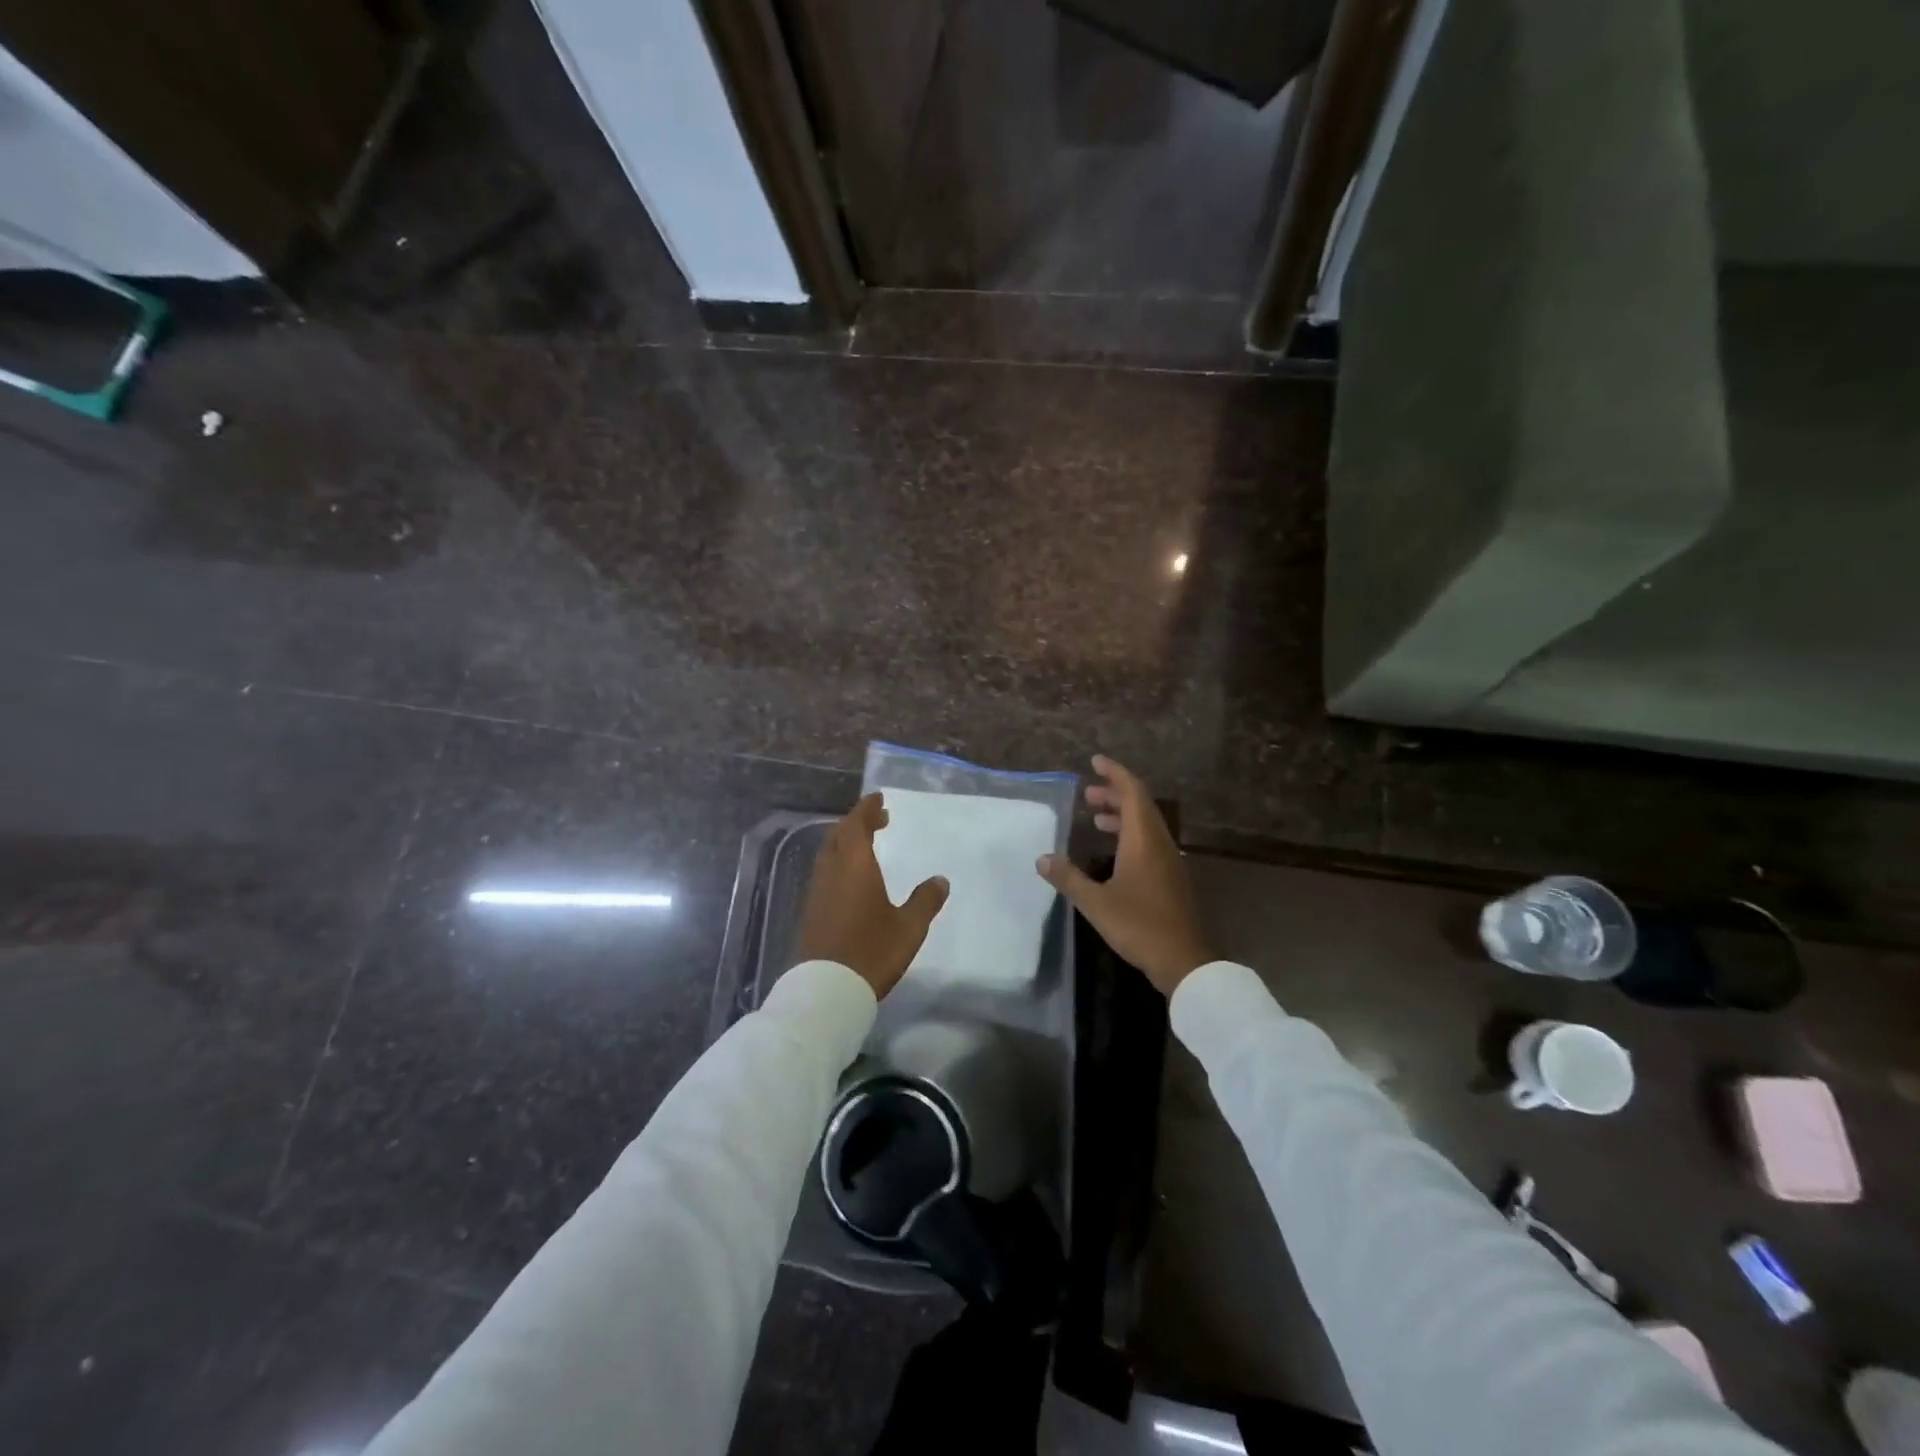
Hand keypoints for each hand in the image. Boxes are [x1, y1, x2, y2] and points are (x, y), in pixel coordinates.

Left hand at [796, 793, 949, 998]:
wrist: (827, 989)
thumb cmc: (872, 951)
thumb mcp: (909, 927)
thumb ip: (925, 900)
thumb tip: (940, 880)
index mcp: (855, 865)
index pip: (857, 824)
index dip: (867, 809)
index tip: (879, 798)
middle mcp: (832, 871)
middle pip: (839, 835)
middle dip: (856, 822)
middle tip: (877, 819)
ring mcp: (817, 891)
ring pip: (828, 853)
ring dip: (845, 842)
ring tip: (866, 845)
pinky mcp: (811, 910)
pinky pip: (824, 872)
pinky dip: (838, 862)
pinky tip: (851, 878)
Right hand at [1035, 756, 1212, 996]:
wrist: (1185, 961)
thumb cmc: (1139, 925)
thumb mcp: (1096, 903)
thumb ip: (1068, 878)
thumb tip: (1042, 858)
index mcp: (1143, 840)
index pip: (1132, 792)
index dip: (1114, 772)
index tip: (1095, 761)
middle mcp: (1160, 843)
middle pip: (1140, 805)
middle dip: (1114, 793)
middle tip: (1087, 794)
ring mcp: (1170, 860)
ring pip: (1146, 824)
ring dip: (1122, 815)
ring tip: (1095, 818)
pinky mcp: (1172, 877)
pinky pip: (1150, 842)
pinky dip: (1130, 834)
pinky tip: (1113, 852)